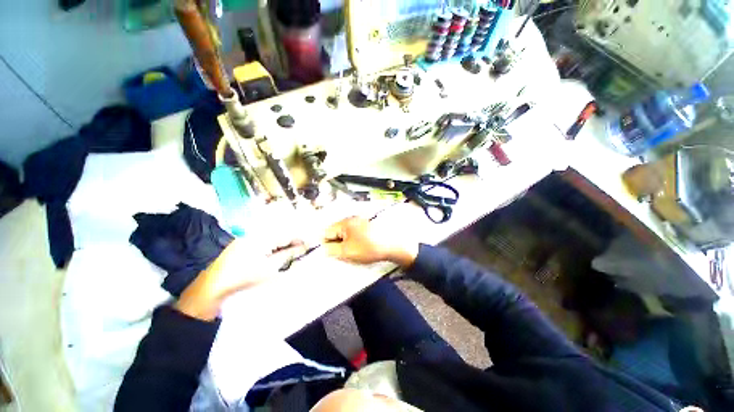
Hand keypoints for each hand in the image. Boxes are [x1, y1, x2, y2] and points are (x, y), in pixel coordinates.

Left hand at [176, 238, 306, 320]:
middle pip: (280, 235)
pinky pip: (263, 243)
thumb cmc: (243, 278)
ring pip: (272, 239)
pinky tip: (275, 256)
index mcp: (261, 237)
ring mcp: (246, 238)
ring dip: (282, 246)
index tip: (311, 244)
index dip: (300, 239)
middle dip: (292, 242)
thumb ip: (288, 255)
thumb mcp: (269, 268)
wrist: (210, 288)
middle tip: (301, 252)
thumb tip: (303, 247)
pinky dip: (272, 249)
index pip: (287, 234)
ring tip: (290, 255)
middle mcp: (254, 233)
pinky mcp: (241, 245)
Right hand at [323, 217, 417, 266]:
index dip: (326, 244)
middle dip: (336, 243)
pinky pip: (354, 234)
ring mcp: (360, 221)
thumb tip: (324, 248)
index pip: (327, 232)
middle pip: (336, 232)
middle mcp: (351, 219)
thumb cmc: (368, 248)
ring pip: (345, 234)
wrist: (392, 245)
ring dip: (345, 243)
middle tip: (343, 254)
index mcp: (344, 223)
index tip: (332, 254)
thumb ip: (331, 250)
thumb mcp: (347, 252)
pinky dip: (354, 241)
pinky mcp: (367, 226)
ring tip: (353, 252)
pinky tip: (360, 248)